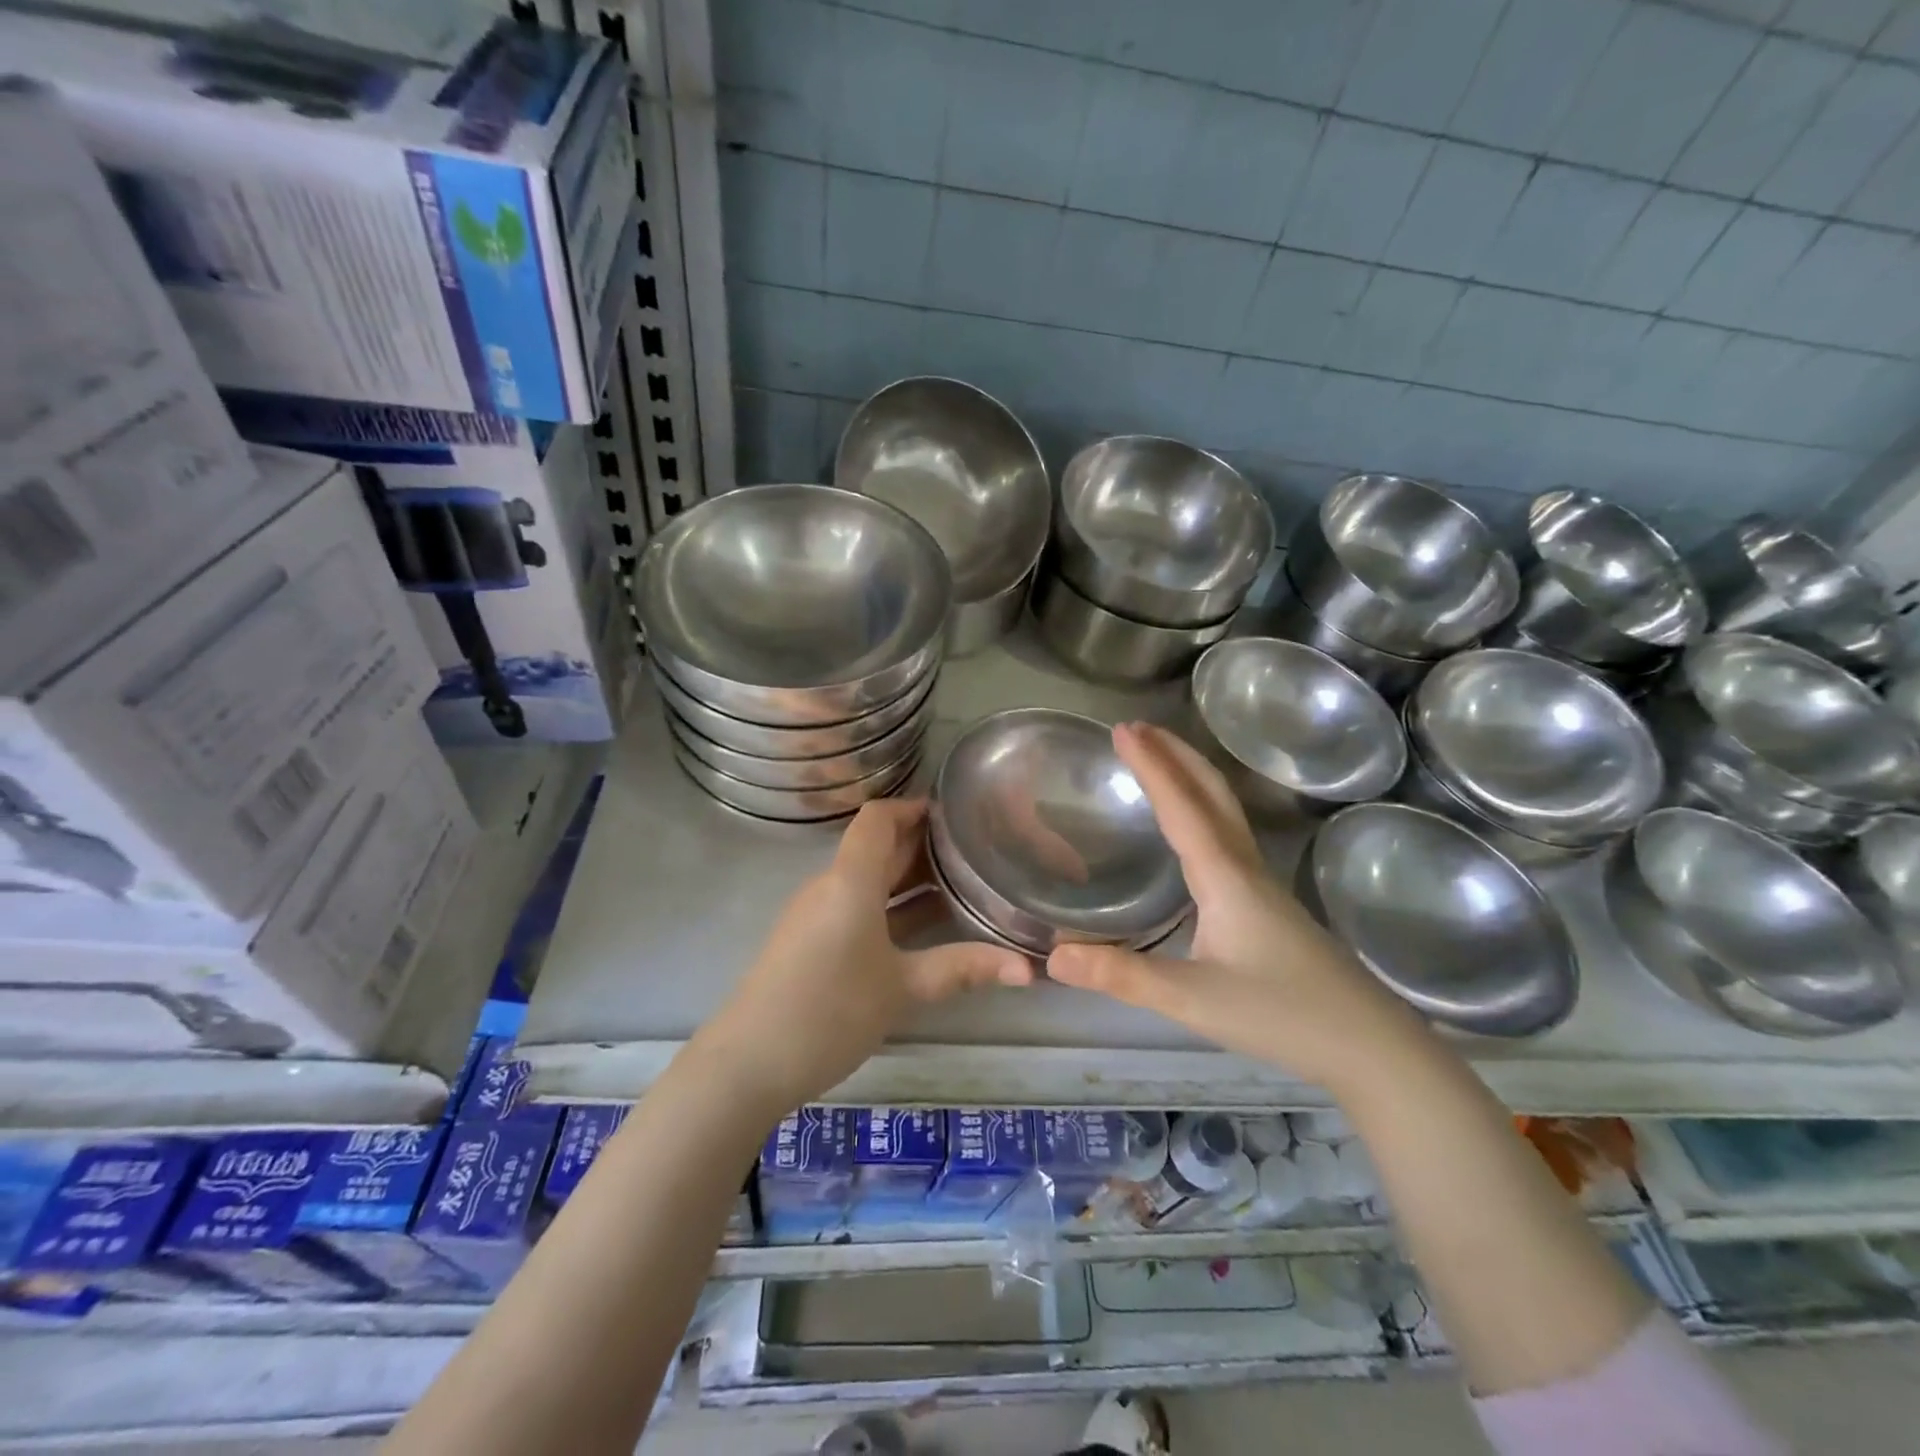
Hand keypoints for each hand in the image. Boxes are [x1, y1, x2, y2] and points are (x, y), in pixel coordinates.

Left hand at [691, 799, 1032, 1113]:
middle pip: (876, 847)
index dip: (913, 808)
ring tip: (958, 884)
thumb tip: (1028, 968)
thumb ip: (962, 969)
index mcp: (850, 880)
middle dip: (921, 843)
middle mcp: (830, 885)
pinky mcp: (808, 940)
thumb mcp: (902, 989)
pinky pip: (855, 904)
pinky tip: (920, 927)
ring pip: (867, 879)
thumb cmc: (830, 1011)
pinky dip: (889, 904)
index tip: (954, 814)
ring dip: (907, 877)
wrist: (748, 1062)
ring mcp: (815, 914)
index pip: (878, 818)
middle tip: (971, 849)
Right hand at [1046, 723, 1425, 1093]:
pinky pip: (1227, 834)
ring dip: (1190, 775)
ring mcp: (1261, 883)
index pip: (1181, 806)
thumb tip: (1052, 956)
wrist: (1370, 1044)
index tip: (1121, 730)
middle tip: (1136, 728)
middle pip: (1211, 792)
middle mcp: (1244, 867)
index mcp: (1224, 876)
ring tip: (1160, 760)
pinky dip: (1201, 807)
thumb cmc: (1284, 1015)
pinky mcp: (1267, 902)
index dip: (1150, 766)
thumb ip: (1122, 976)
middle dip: (1174, 754)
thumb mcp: (1192, 999)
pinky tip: (1191, 829)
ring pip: (1224, 810)